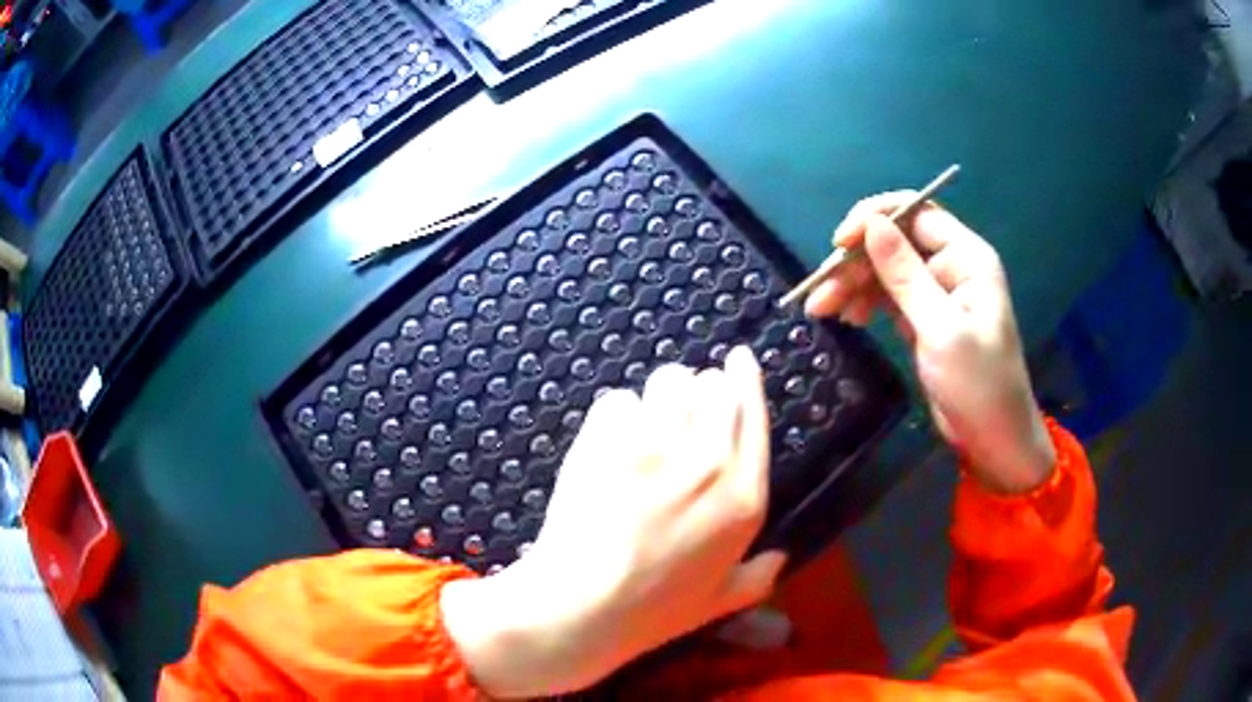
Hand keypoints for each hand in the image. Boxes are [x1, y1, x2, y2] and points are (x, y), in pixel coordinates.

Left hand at [441, 347, 786, 697]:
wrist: (581, 605)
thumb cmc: (653, 610)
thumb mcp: (718, 602)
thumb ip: (757, 577)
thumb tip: (780, 556)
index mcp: (744, 497)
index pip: (753, 412)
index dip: (745, 377)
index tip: (737, 359)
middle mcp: (708, 461)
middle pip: (712, 384)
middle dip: (699, 389)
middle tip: (681, 413)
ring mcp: (656, 445)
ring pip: (668, 380)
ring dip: (659, 397)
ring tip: (644, 426)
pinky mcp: (607, 439)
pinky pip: (618, 399)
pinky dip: (615, 416)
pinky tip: (608, 444)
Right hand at [804, 192, 1054, 494]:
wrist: (993, 440)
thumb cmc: (978, 384)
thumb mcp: (941, 329)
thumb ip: (905, 276)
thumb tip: (871, 224)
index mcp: (966, 257)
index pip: (916, 213)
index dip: (875, 218)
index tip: (838, 242)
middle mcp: (951, 266)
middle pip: (894, 242)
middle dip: (856, 262)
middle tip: (821, 291)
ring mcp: (936, 293)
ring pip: (885, 271)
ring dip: (852, 285)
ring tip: (821, 309)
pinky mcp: (923, 318)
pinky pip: (887, 297)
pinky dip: (864, 303)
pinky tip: (846, 318)